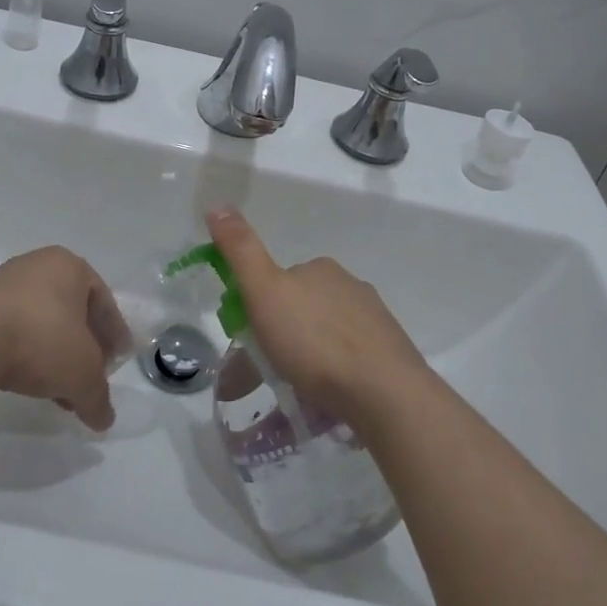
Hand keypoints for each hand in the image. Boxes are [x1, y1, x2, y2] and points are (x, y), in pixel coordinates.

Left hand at [0, 247, 129, 430]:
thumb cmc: (40, 340)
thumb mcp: (82, 375)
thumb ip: (98, 397)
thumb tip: (104, 419)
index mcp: (69, 266)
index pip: (103, 301)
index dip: (113, 335)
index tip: (116, 362)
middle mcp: (38, 265)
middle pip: (72, 311)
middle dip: (83, 347)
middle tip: (89, 377)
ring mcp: (3, 284)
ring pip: (42, 322)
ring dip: (54, 355)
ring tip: (58, 390)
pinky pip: (13, 330)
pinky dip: (26, 354)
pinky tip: (28, 383)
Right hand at [207, 209, 429, 426]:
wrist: (383, 392)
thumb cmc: (315, 340)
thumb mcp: (264, 291)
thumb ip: (240, 250)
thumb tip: (216, 205)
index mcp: (320, 268)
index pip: (281, 280)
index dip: (261, 306)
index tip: (251, 337)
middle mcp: (351, 286)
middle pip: (306, 308)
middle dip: (287, 334)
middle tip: (271, 370)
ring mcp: (375, 322)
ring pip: (330, 335)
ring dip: (312, 357)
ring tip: (297, 392)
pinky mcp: (390, 356)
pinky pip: (352, 362)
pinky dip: (336, 375)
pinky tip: (327, 400)